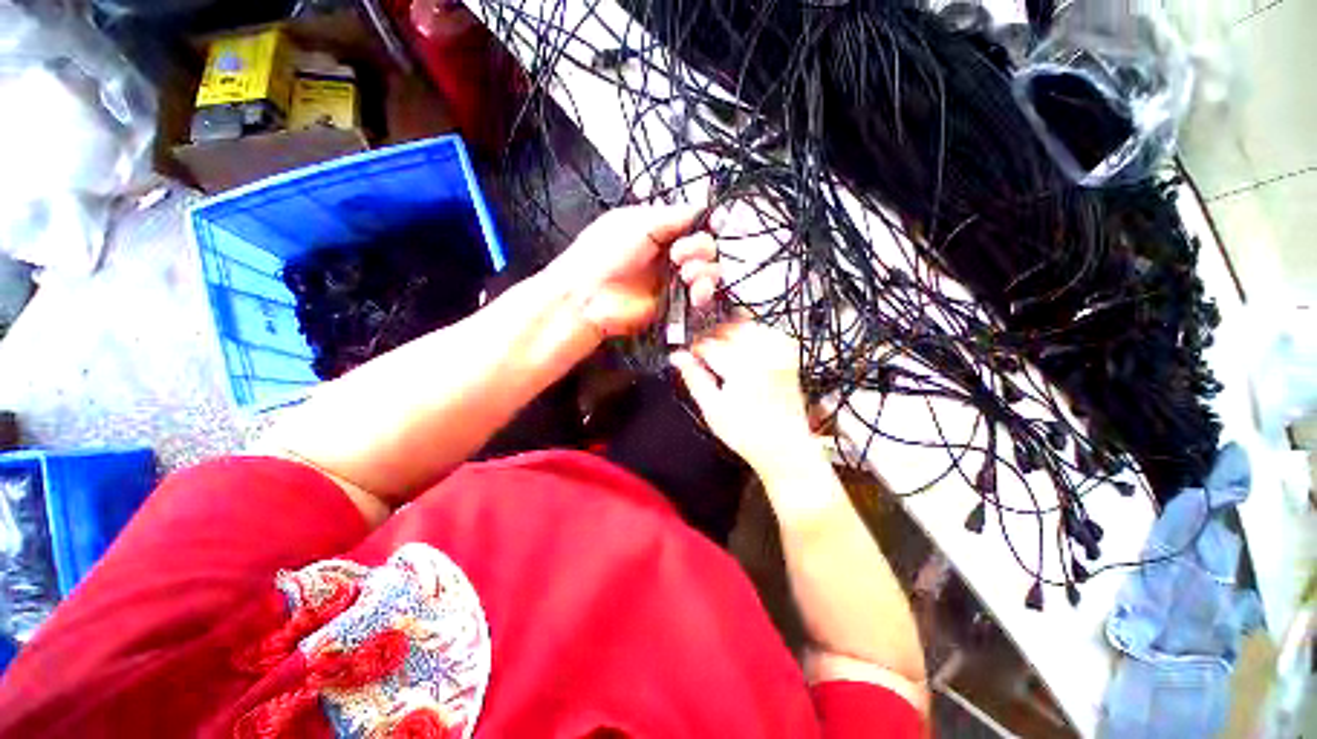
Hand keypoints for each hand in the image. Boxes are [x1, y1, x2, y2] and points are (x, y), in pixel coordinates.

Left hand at [551, 205, 720, 336]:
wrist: (588, 295)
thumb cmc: (604, 254)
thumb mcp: (637, 223)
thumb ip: (672, 216)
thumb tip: (703, 207)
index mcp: (658, 228)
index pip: (693, 224)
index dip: (705, 225)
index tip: (709, 227)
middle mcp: (668, 253)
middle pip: (705, 247)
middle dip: (700, 248)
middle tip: (678, 255)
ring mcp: (671, 279)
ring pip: (707, 272)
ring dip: (705, 271)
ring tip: (687, 274)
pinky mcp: (673, 303)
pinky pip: (699, 297)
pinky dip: (704, 293)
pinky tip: (696, 293)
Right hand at [670, 320, 816, 476]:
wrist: (783, 447)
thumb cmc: (749, 435)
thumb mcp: (712, 409)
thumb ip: (694, 378)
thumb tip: (678, 358)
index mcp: (742, 367)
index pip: (709, 345)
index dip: (694, 349)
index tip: (689, 356)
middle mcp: (763, 355)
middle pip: (729, 329)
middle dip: (712, 338)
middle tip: (702, 353)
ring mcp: (779, 355)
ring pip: (749, 326)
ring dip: (731, 333)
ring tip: (722, 351)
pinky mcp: (788, 358)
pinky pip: (769, 333)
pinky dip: (754, 335)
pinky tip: (745, 350)